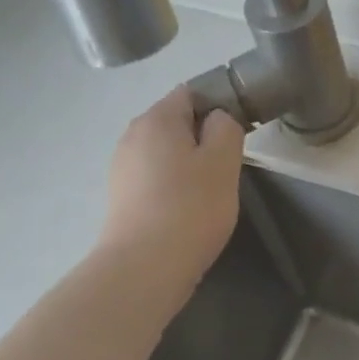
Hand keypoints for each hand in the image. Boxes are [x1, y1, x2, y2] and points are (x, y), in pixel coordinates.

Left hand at [100, 87, 245, 302]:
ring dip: (188, 166)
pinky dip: (172, 188)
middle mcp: (132, 135)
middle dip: (202, 140)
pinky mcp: (120, 198)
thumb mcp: (224, 162)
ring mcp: (121, 167)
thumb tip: (217, 118)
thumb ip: (226, 128)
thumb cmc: (191, 208)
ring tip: (208, 195)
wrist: (145, 266)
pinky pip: (154, 180)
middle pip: (175, 124)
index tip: (238, 136)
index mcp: (157, 118)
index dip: (218, 106)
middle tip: (227, 170)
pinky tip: (186, 213)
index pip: (191, 92)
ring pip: (164, 154)